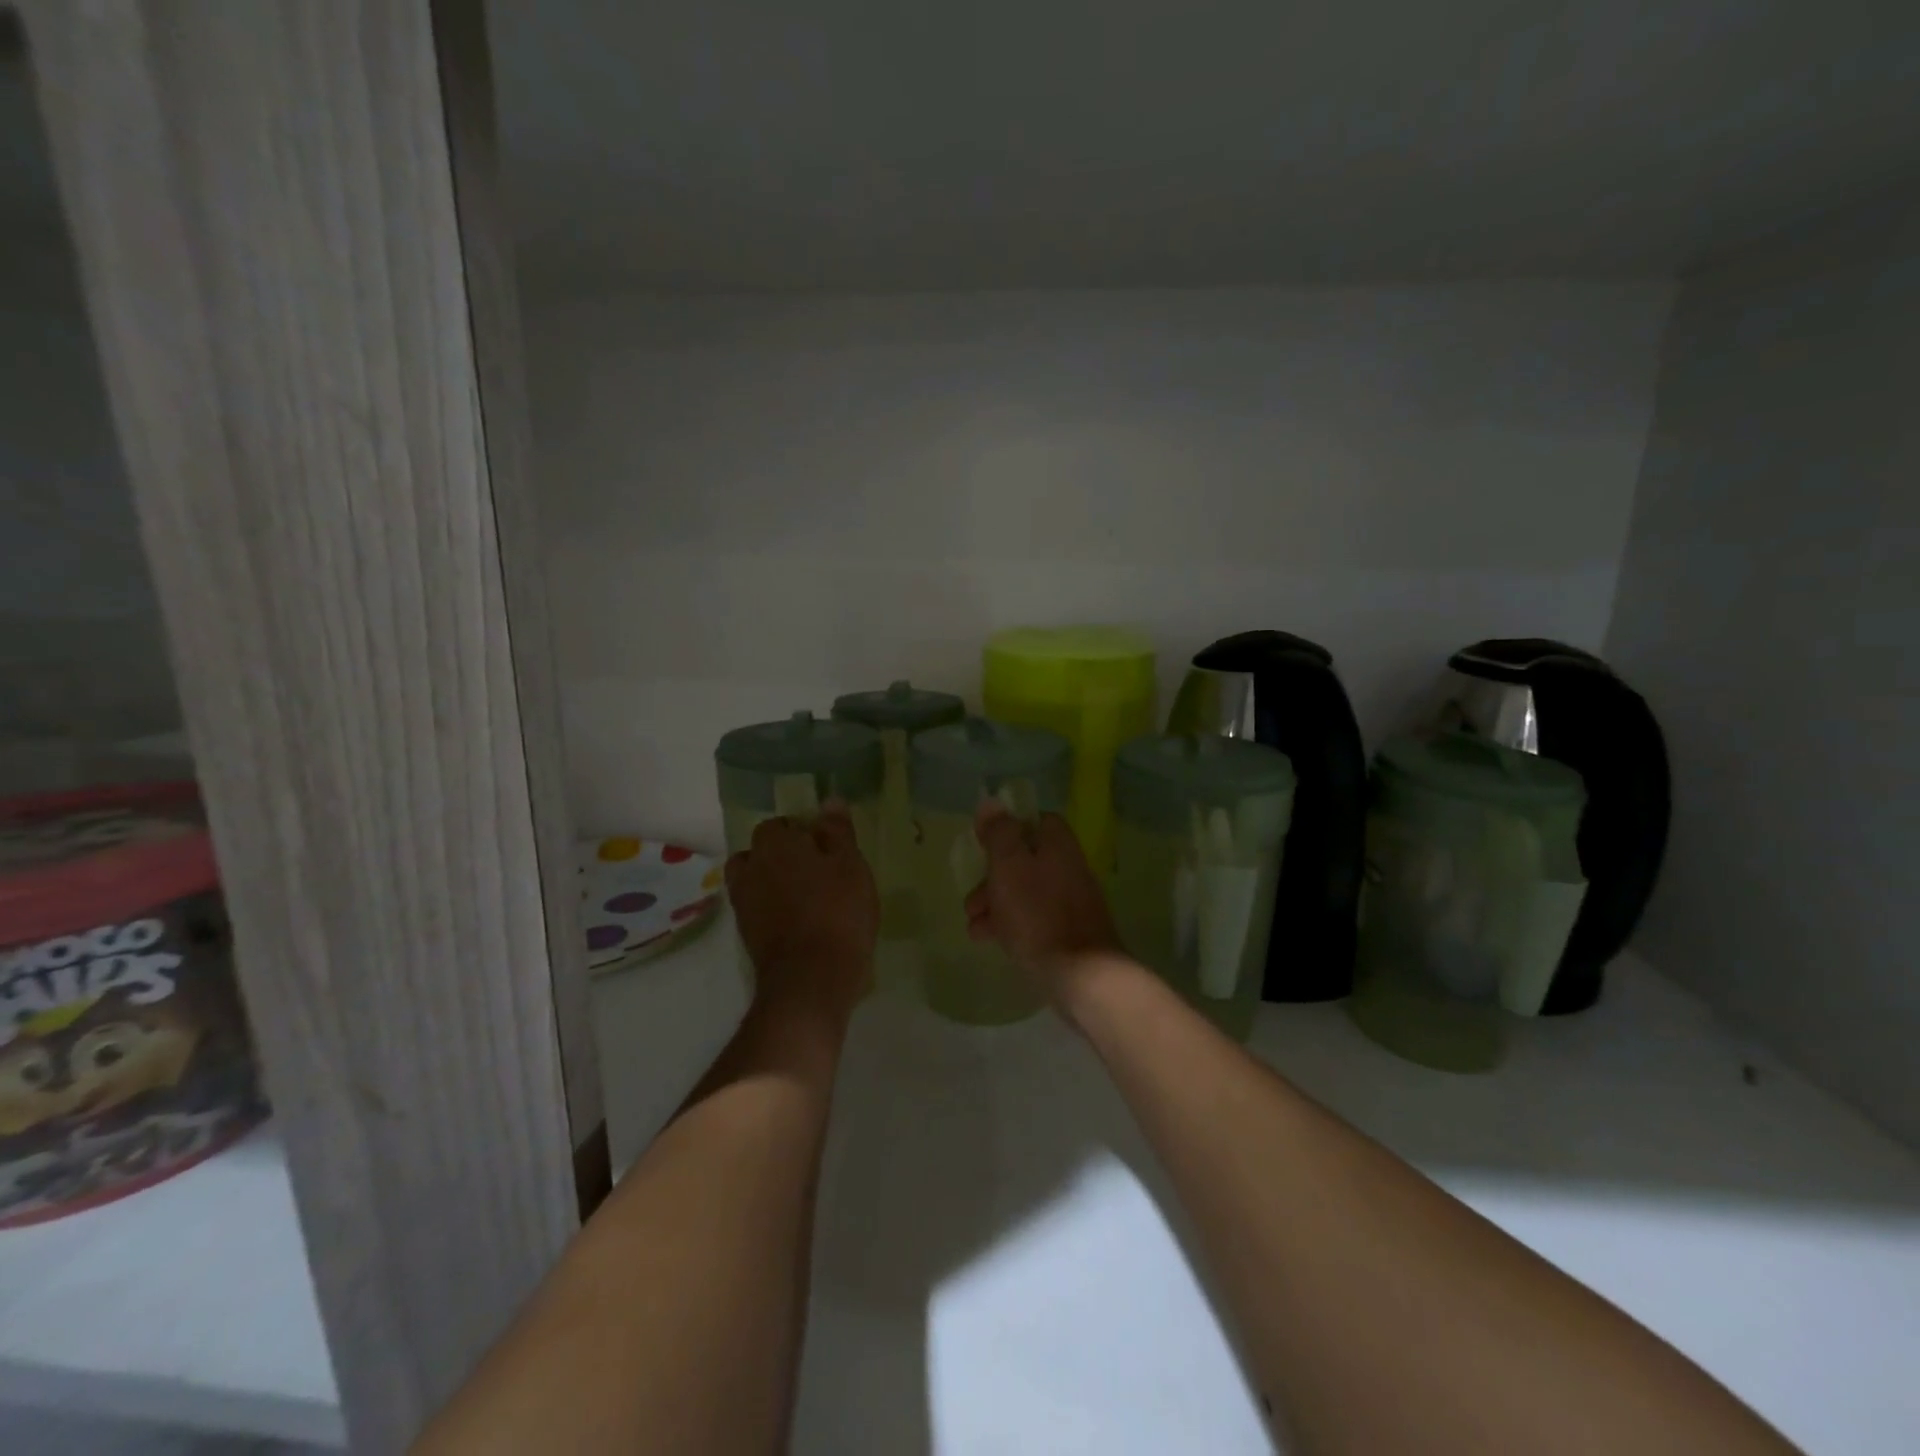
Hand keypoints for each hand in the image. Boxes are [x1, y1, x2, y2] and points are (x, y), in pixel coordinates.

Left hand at [726, 806, 878, 1026]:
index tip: (824, 846)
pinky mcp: (747, 935)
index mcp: (774, 845)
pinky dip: (772, 909)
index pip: (778, 825)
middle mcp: (751, 869)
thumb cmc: (837, 911)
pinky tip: (800, 920)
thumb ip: (837, 831)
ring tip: (805, 895)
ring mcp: (744, 905)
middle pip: (760, 852)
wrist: (811, 978)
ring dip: (772, 882)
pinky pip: (757, 909)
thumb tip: (829, 800)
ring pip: (754, 881)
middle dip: (781, 855)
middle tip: (815, 869)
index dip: (800, 831)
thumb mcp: (850, 864)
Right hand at [964, 800, 1126, 1012]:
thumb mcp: (1009, 866)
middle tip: (971, 901)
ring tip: (974, 928)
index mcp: (1058, 845)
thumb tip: (991, 801)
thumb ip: (999, 833)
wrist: (1081, 975)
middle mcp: (1068, 868)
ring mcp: (1071, 902)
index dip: (1007, 829)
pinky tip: (991, 942)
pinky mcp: (1069, 933)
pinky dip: (1010, 925)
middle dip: (991, 878)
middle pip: (1025, 860)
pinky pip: (1034, 919)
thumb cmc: (1038, 914)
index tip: (983, 845)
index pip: (1036, 821)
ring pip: (1025, 892)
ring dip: (995, 905)